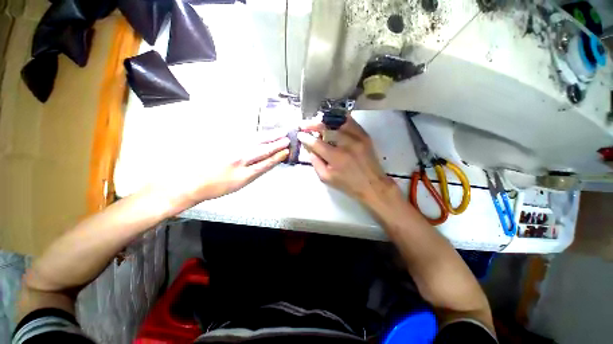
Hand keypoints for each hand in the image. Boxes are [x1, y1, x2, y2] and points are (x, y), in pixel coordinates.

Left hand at [159, 130, 289, 213]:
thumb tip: (267, 163)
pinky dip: (257, 136)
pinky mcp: (226, 144)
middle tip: (287, 137)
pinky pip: (245, 139)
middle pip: (262, 150)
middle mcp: (240, 160)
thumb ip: (254, 172)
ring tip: (279, 132)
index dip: (277, 156)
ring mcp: (232, 150)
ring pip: (255, 142)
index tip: (287, 151)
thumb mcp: (239, 184)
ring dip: (269, 137)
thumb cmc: (217, 187)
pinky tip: (262, 134)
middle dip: (276, 143)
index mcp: (244, 174)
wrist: (193, 182)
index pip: (265, 163)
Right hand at [297, 115, 398, 207]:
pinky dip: (340, 119)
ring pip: (338, 122)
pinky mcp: (365, 136)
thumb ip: (315, 162)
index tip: (300, 134)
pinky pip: (351, 122)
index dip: (306, 138)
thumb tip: (309, 148)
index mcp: (336, 157)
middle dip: (313, 125)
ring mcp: (358, 138)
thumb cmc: (347, 184)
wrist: (372, 185)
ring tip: (317, 121)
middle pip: (327, 128)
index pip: (316, 143)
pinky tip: (332, 120)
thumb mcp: (326, 178)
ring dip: (325, 121)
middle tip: (304, 124)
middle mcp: (347, 144)